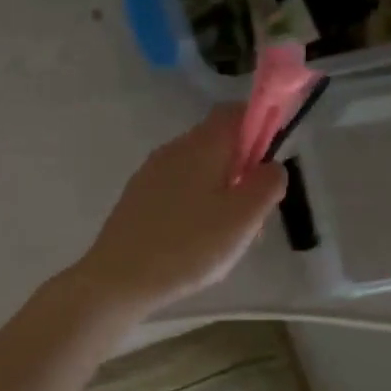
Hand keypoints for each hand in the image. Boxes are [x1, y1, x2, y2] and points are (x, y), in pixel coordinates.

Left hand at [73, 106, 287, 317]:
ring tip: (226, 239)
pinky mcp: (137, 198)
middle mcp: (173, 149)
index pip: (235, 112)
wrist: (119, 278)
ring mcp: (151, 173)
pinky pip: (177, 191)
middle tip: (252, 216)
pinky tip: (195, 244)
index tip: (269, 166)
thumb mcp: (243, 217)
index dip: (260, 128)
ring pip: (198, 171)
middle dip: (242, 172)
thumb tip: (271, 165)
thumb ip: (267, 184)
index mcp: (202, 145)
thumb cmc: (189, 246)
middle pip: (217, 144)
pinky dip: (195, 207)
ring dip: (220, 194)